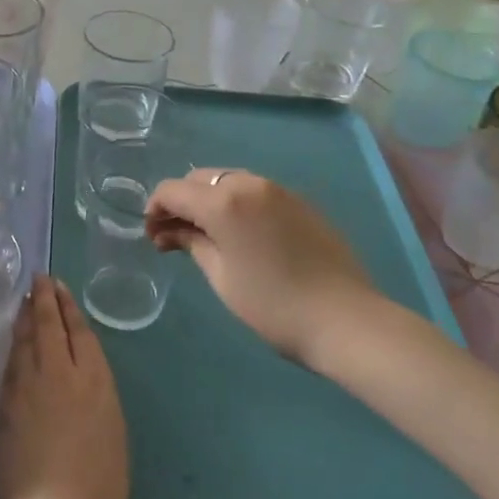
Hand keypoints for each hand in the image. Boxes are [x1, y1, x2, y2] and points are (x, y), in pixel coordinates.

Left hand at [0, 277, 128, 498]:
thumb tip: (82, 380)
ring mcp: (27, 387)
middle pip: (47, 325)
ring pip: (24, 340)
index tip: (58, 286)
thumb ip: (96, 396)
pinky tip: (12, 342)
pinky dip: (13, 346)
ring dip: (24, 317)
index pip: (77, 330)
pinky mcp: (5, 406)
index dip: (67, 305)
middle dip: (42, 298)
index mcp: (93, 378)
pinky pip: (10, 364)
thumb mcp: (113, 430)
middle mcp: (58, 372)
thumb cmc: (100, 483)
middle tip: (38, 278)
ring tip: (24, 301)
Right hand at [146, 169, 376, 362]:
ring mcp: (279, 190)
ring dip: (209, 201)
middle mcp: (250, 183)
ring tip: (206, 237)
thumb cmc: (274, 306)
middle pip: (200, 179)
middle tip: (174, 238)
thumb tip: (172, 231)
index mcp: (225, 200)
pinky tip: (240, 235)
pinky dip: (236, 204)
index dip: (155, 209)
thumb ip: (193, 243)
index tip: (152, 237)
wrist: (346, 319)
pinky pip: (255, 192)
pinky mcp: (299, 202)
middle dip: (181, 202)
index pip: (173, 190)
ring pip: (228, 181)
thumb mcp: (222, 277)